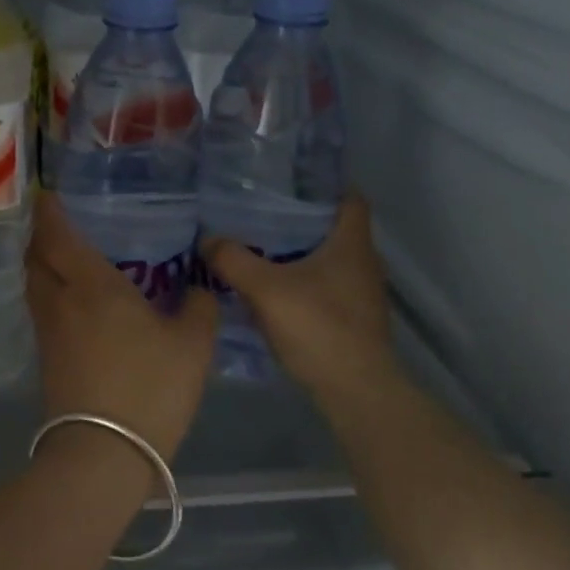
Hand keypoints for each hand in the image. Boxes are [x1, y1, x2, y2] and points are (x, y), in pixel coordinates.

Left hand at [25, 196, 217, 461]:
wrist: (103, 453)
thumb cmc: (150, 388)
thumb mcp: (192, 346)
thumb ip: (199, 308)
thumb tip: (201, 287)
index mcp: (91, 286)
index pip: (58, 236)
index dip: (50, 212)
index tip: (48, 194)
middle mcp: (60, 302)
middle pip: (36, 258)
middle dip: (42, 237)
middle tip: (61, 224)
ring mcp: (49, 333)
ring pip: (35, 286)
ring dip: (43, 267)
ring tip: (68, 259)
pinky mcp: (47, 361)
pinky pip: (43, 312)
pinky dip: (52, 295)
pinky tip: (76, 303)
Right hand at [202, 194, 400, 403]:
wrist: (355, 389)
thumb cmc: (319, 328)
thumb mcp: (266, 290)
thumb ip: (234, 261)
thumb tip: (207, 239)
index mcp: (352, 242)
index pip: (348, 196)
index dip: (323, 183)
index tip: (288, 180)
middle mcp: (363, 261)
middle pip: (333, 226)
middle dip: (299, 218)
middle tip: (259, 211)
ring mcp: (361, 291)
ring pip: (328, 257)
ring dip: (299, 251)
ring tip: (259, 246)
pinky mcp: (353, 317)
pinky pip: (325, 285)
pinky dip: (302, 280)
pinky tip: (273, 288)